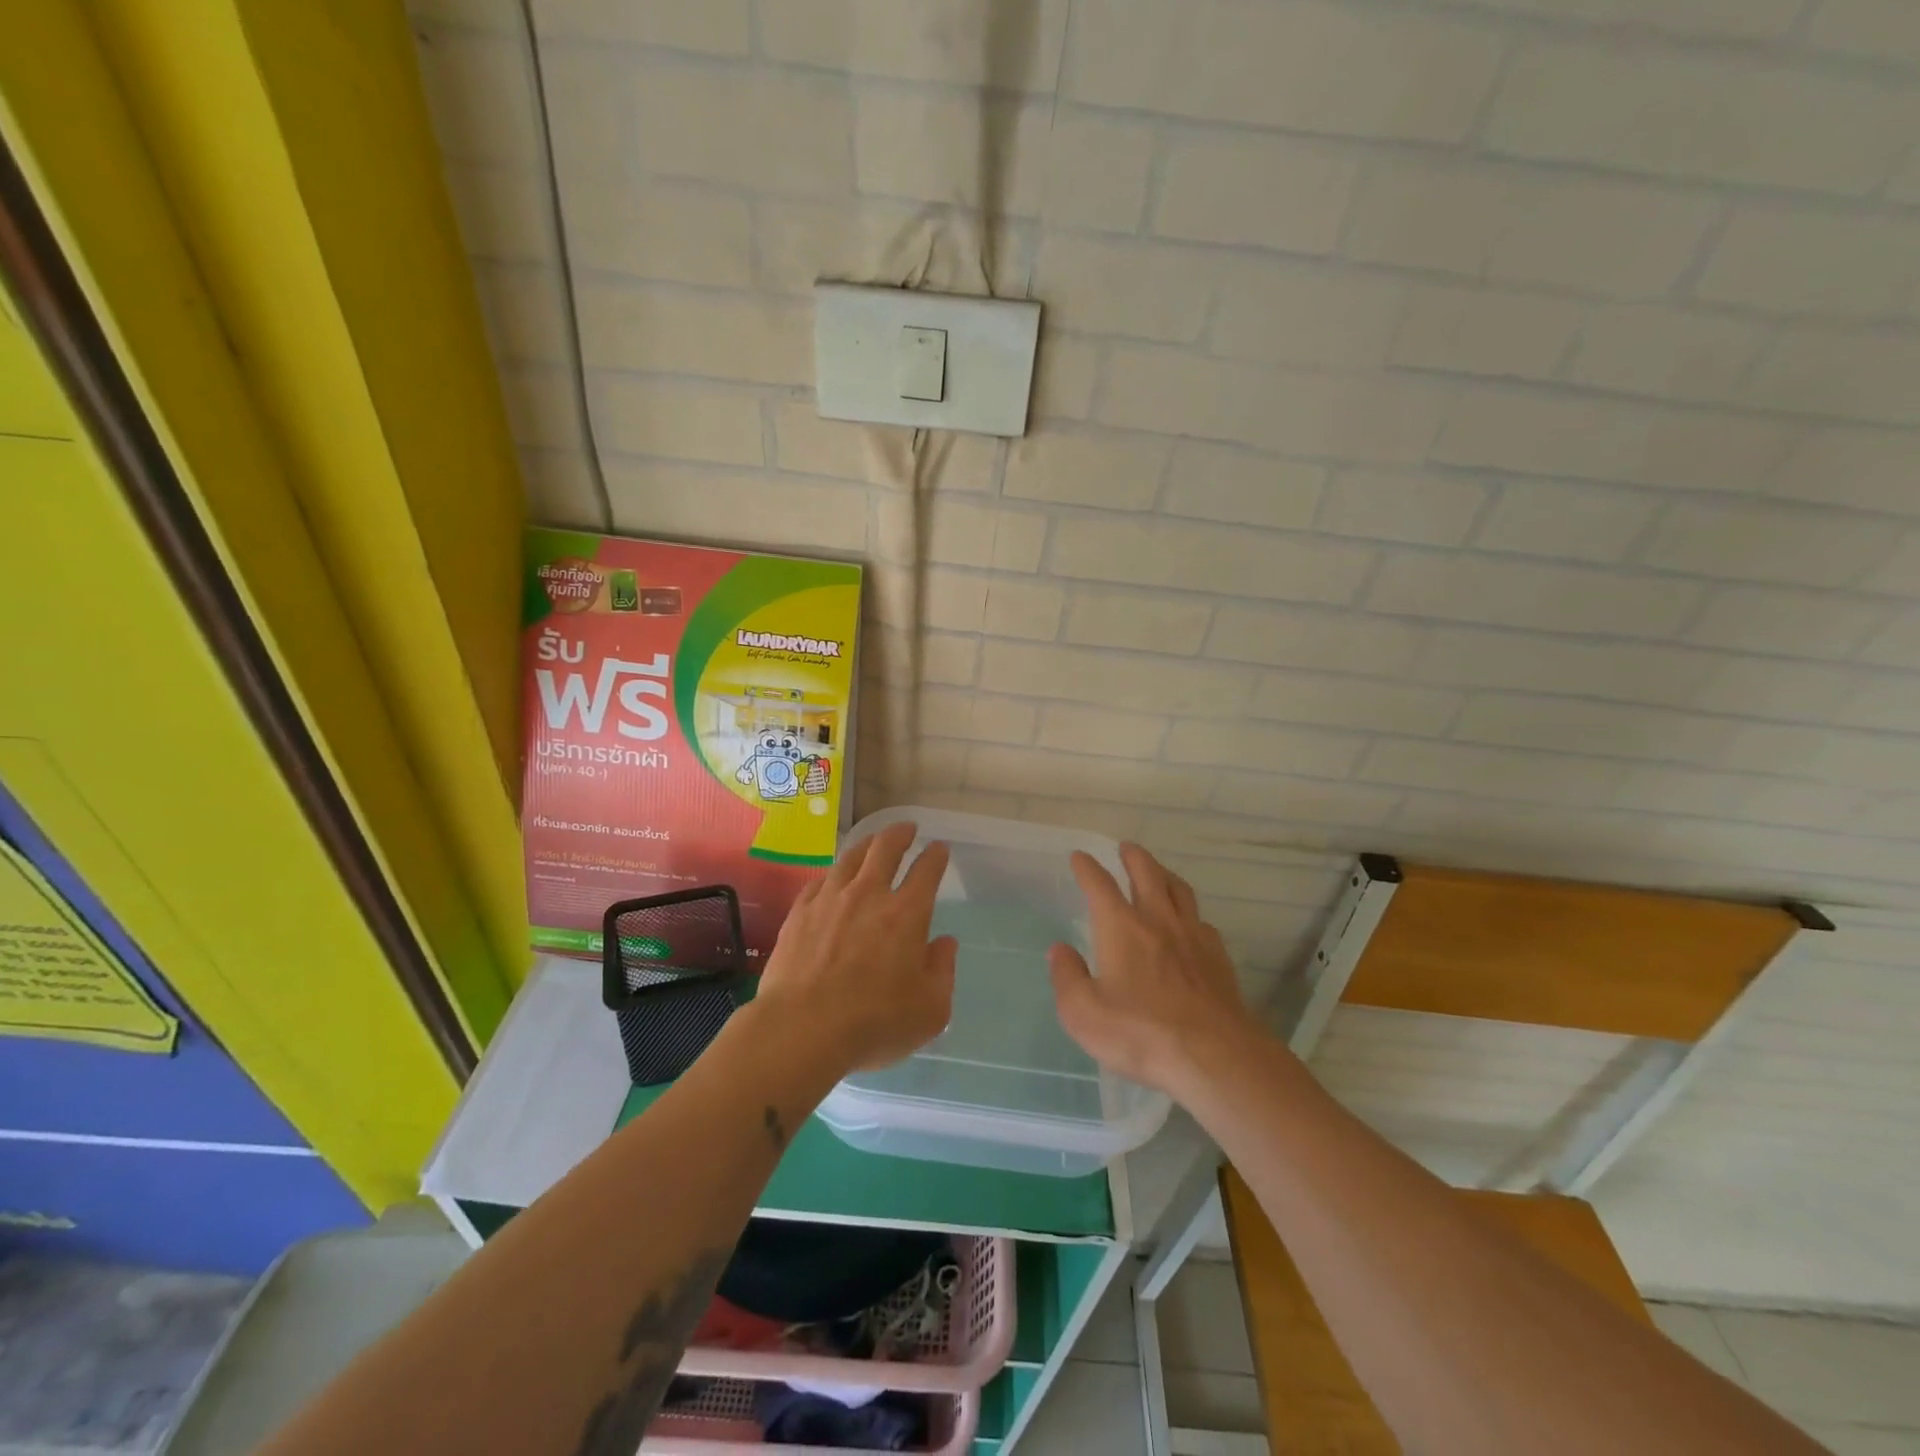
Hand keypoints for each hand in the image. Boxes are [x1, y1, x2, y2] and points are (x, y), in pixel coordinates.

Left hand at [754, 820, 956, 1073]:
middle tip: (907, 828)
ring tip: (872, 842)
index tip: (940, 848)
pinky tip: (832, 878)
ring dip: (866, 844)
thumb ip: (942, 971)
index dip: (936, 855)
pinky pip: (820, 880)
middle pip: (885, 848)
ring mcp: (829, 900)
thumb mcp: (930, 1009)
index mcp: (907, 914)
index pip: (927, 871)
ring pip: (850, 857)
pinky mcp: (799, 913)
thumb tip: (945, 943)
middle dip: (900, 834)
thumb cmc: (874, 1023)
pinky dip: (833, 874)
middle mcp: (869, 895)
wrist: (802, 1029)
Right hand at [1048, 843, 1261, 1096]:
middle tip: (1126, 848)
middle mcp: (1158, 921)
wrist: (1214, 1057)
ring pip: (1180, 891)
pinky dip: (1190, 914)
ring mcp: (1193, 937)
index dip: (1087, 868)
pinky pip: (1202, 922)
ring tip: (1159, 872)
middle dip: (1133, 857)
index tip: (1080, 857)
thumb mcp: (1083, 1013)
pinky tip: (1191, 925)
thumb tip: (1059, 951)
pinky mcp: (1219, 959)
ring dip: (1165, 875)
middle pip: (1147, 874)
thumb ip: (1067, 977)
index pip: (1100, 885)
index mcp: (1122, 927)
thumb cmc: (1140, 1033)